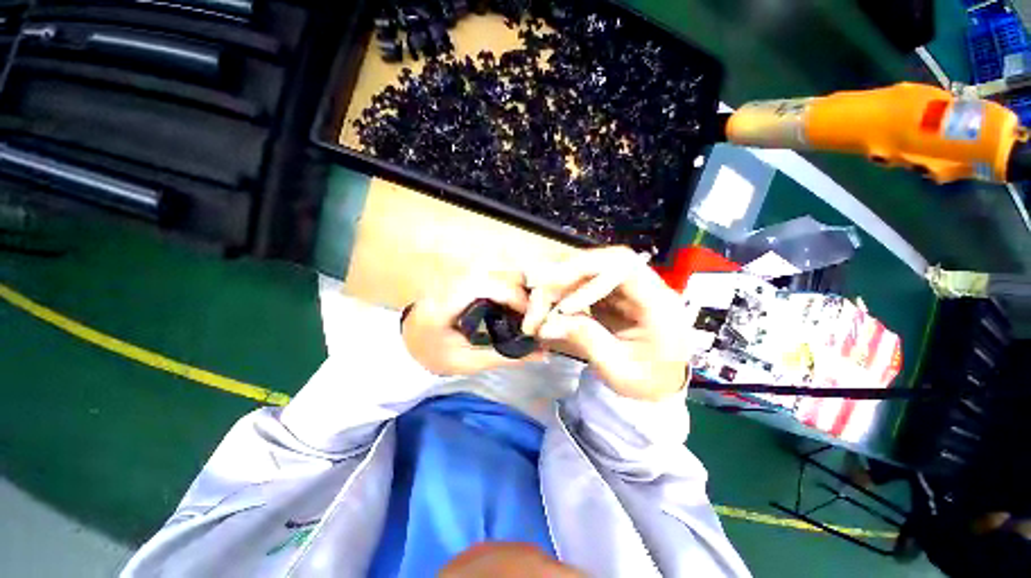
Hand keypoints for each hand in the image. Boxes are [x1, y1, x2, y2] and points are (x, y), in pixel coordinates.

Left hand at [402, 269, 540, 375]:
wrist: (410, 337)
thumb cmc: (435, 353)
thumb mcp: (467, 362)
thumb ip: (504, 356)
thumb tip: (543, 354)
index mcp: (445, 304)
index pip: (484, 285)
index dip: (512, 296)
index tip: (528, 317)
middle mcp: (453, 282)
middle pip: (497, 271)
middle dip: (521, 291)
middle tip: (528, 316)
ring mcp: (459, 276)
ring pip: (499, 270)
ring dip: (517, 288)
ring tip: (521, 312)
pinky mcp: (466, 276)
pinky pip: (495, 274)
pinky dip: (510, 287)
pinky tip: (510, 305)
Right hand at [522, 247, 690, 400]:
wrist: (660, 384)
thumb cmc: (646, 382)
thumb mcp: (619, 370)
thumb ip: (586, 341)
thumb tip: (546, 325)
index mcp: (659, 304)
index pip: (624, 268)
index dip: (589, 279)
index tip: (564, 307)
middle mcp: (645, 286)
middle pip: (603, 260)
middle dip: (566, 273)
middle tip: (537, 290)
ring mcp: (629, 287)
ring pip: (591, 267)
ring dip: (560, 282)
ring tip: (538, 304)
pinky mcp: (614, 292)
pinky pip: (586, 280)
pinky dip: (564, 289)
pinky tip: (549, 304)